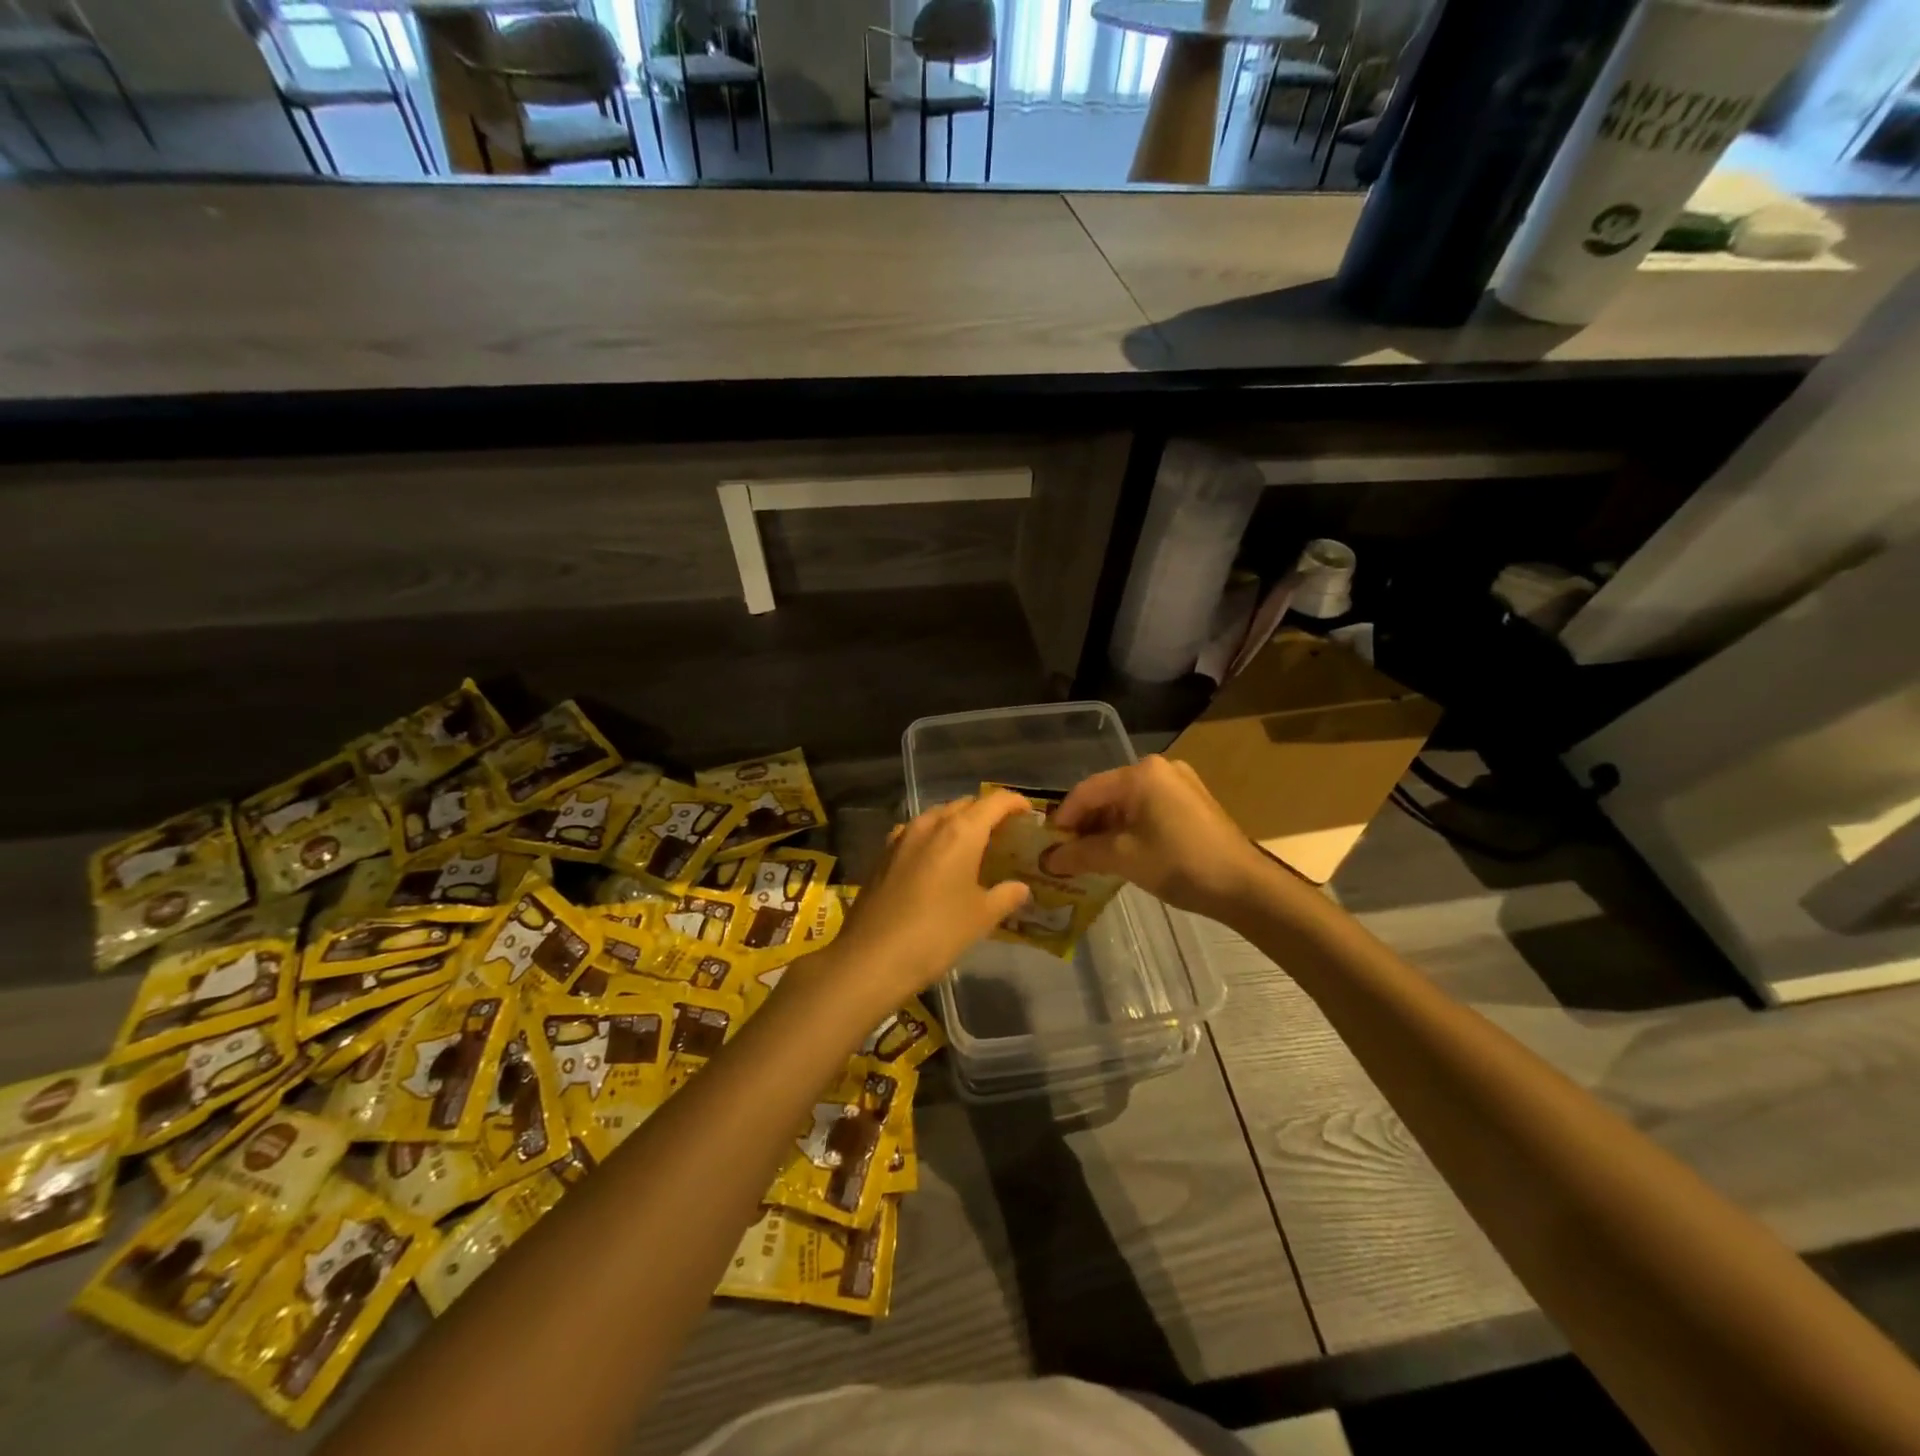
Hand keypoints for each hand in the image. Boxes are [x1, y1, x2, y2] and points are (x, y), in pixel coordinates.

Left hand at [818, 791, 1032, 1013]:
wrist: (872, 957)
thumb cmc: (937, 933)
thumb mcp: (981, 917)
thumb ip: (1005, 896)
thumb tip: (1020, 888)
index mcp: (961, 831)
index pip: (994, 802)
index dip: (1014, 802)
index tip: (1028, 813)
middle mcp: (930, 824)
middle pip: (964, 805)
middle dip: (985, 813)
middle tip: (1002, 834)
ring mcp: (902, 837)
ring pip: (937, 816)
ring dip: (956, 823)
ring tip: (971, 846)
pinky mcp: (883, 854)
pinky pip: (915, 833)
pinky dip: (932, 838)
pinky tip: (935, 859)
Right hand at [1045, 755, 1274, 918]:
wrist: (1244, 886)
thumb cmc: (1179, 864)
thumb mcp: (1122, 859)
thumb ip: (1080, 854)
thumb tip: (1047, 860)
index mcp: (1141, 773)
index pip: (1086, 791)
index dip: (1063, 818)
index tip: (1048, 845)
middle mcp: (1159, 769)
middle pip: (1107, 794)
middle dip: (1084, 825)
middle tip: (1066, 854)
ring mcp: (1179, 784)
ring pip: (1127, 803)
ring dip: (1105, 829)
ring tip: (1090, 858)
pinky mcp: (1191, 802)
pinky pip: (1147, 810)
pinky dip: (1129, 829)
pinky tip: (1121, 853)